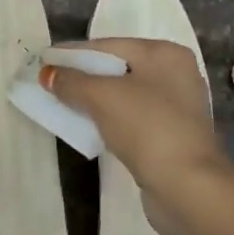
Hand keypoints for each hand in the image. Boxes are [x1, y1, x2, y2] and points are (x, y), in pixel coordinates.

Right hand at [42, 40, 233, 210]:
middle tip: (50, 83)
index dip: (74, 53)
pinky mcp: (171, 136)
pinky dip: (109, 119)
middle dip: (83, 76)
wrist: (188, 188)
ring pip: (124, 95)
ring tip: (63, 104)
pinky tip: (90, 127)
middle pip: (118, 69)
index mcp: (165, 54)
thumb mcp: (102, 97)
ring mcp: (177, 108)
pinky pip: (132, 119)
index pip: (109, 46)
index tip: (44, 61)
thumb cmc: (148, 128)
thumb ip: (71, 81)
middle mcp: (175, 74)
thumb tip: (47, 74)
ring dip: (95, 100)